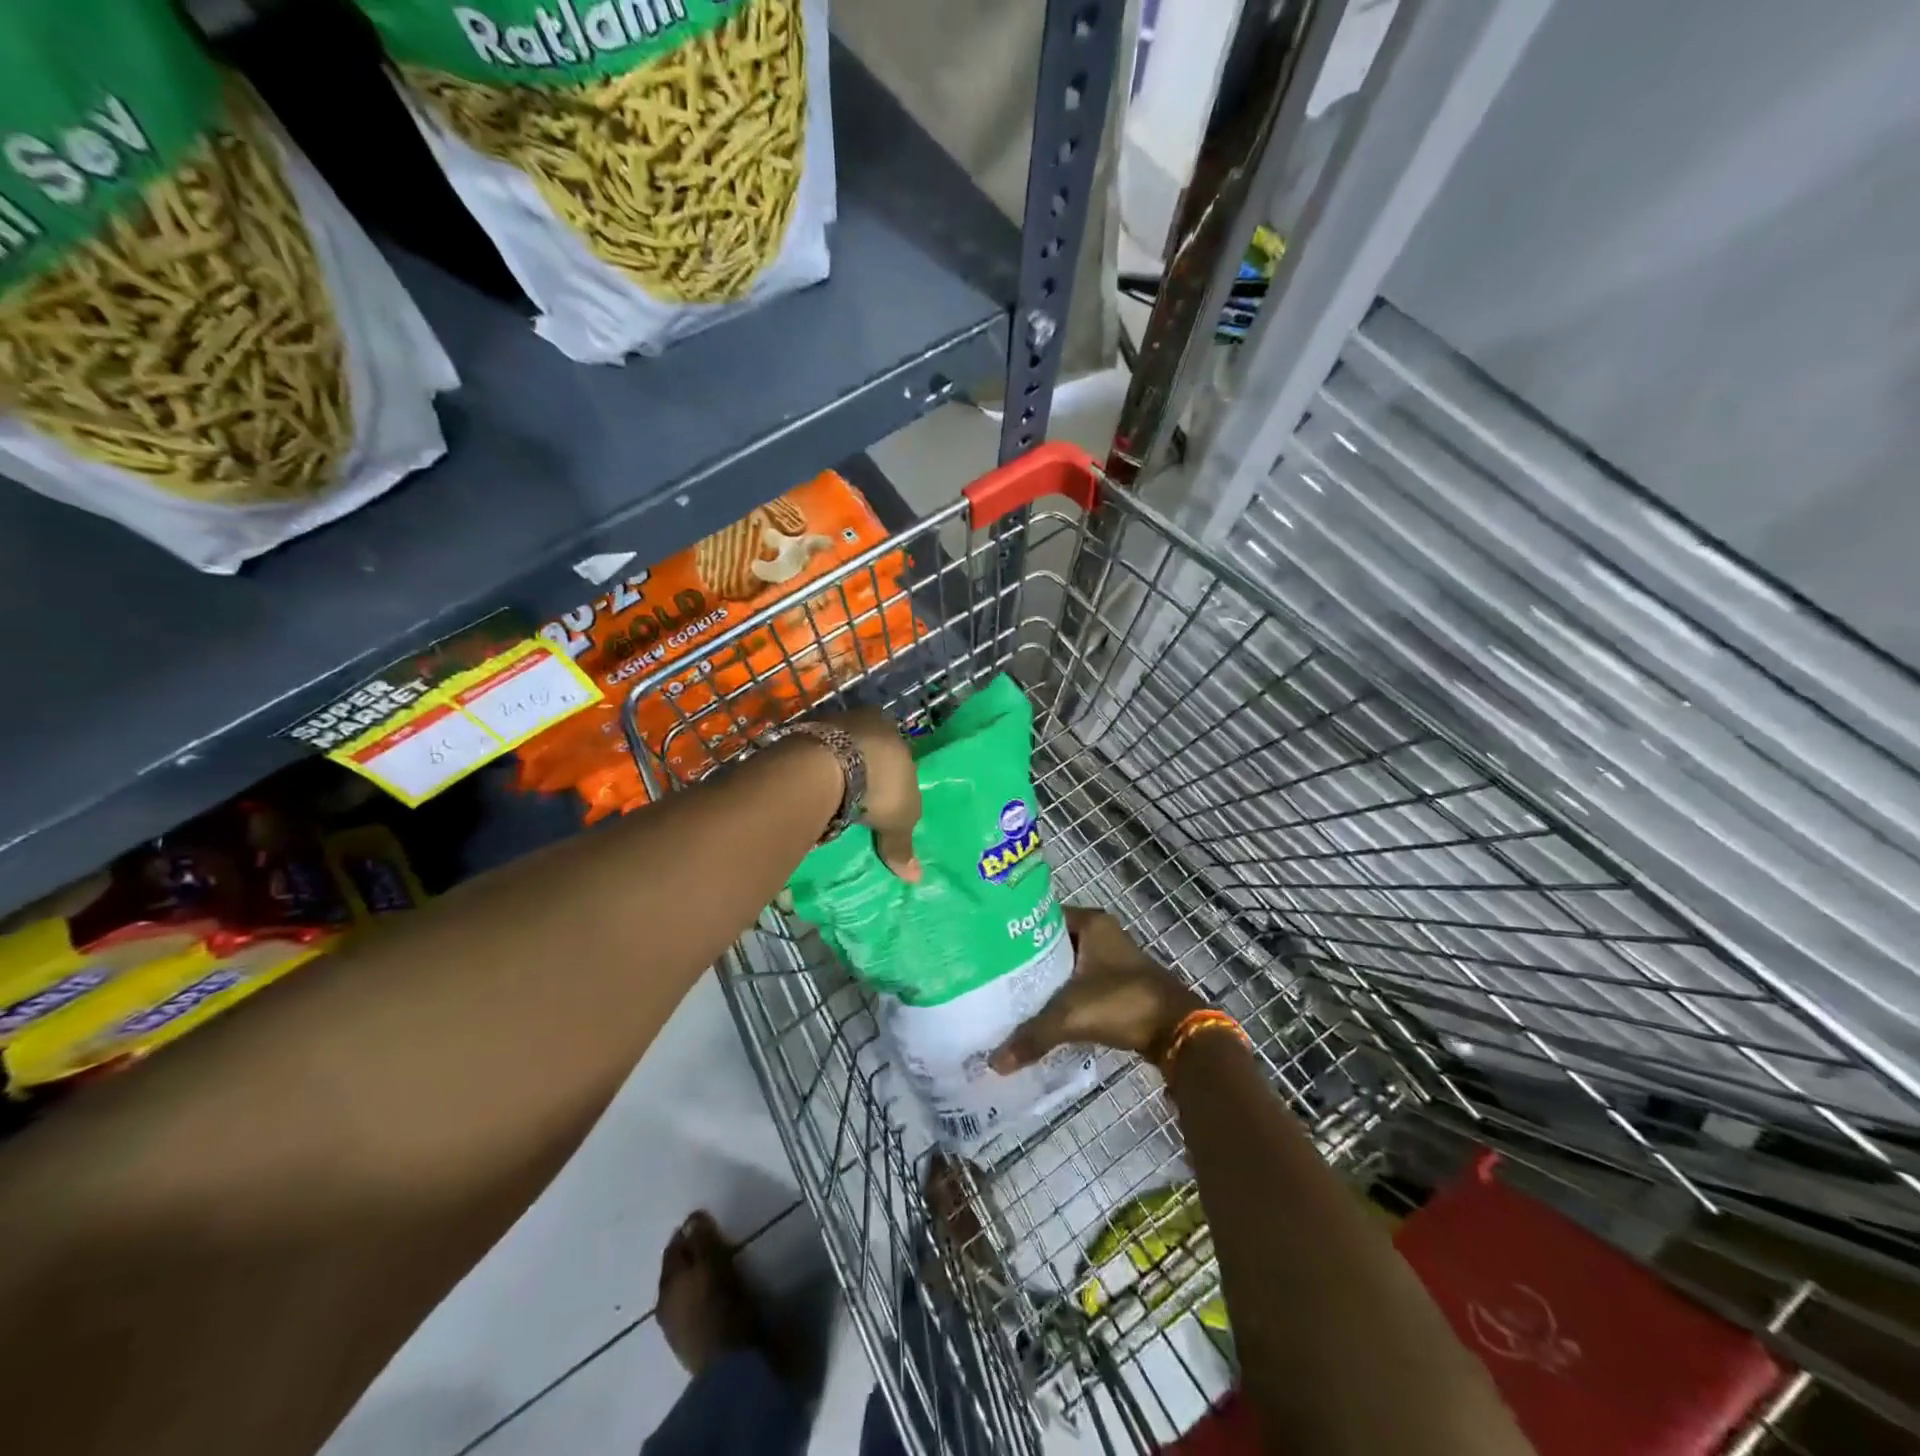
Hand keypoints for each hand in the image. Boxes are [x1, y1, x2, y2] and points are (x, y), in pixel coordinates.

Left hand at [828, 706, 921, 881]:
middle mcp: (862, 718)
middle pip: (866, 748)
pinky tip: (813, 793)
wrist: (826, 765)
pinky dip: (814, 774)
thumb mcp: (899, 820)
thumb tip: (916, 878)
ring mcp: (828, 723)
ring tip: (833, 801)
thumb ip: (902, 845)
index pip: (897, 751)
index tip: (885, 796)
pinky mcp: (800, 733)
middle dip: (863, 771)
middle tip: (859, 800)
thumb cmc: (879, 784)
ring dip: (835, 771)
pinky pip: (813, 757)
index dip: (893, 775)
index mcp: (891, 729)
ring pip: (837, 750)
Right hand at [991, 907, 1201, 1070]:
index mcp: (1091, 922)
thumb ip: (1032, 1036)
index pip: (1041, 917)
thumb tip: (994, 1062)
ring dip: (1046, 979)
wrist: (1176, 1030)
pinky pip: (1081, 982)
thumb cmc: (1122, 1003)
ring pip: (1068, 964)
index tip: (989, 948)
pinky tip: (1041, 1011)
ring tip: (1011, 994)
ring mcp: (1113, 958)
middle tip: (995, 975)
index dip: (1015, 932)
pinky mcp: (1119, 982)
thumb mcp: (1070, 1016)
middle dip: (1027, 959)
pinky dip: (1064, 994)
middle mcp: (1102, 933)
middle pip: (1053, 942)